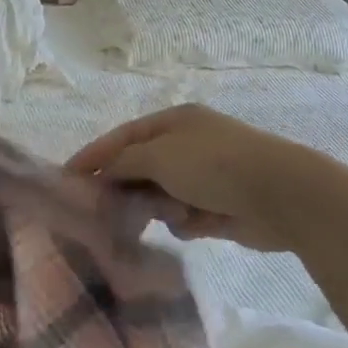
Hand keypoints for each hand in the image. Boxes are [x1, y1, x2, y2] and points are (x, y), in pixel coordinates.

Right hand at [68, 103, 322, 251]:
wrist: (281, 194)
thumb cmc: (214, 164)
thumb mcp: (159, 156)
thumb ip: (123, 163)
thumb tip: (100, 173)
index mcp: (174, 122)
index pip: (122, 137)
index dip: (94, 156)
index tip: (67, 178)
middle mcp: (187, 145)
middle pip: (140, 167)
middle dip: (124, 187)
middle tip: (100, 211)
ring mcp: (205, 176)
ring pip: (161, 194)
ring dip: (156, 206)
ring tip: (157, 218)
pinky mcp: (219, 207)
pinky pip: (185, 215)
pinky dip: (184, 221)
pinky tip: (193, 224)